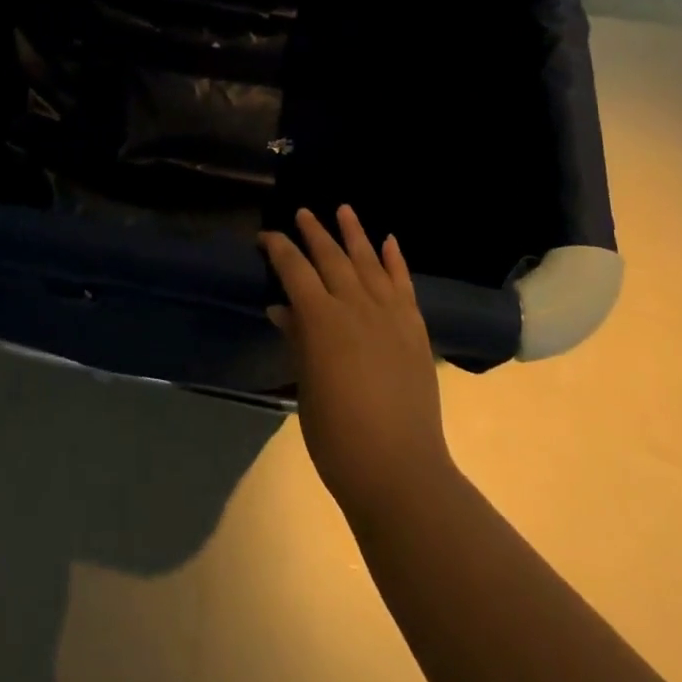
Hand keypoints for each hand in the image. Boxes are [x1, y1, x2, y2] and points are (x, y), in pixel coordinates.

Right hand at [261, 206, 453, 517]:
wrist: (400, 471)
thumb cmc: (338, 438)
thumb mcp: (306, 388)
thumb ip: (297, 340)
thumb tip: (281, 308)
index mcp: (322, 320)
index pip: (295, 270)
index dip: (279, 249)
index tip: (266, 237)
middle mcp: (355, 306)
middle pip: (331, 258)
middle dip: (314, 233)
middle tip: (303, 213)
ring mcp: (389, 315)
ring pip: (368, 261)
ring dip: (355, 234)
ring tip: (344, 210)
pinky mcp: (414, 328)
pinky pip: (403, 284)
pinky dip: (395, 260)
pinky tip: (389, 241)